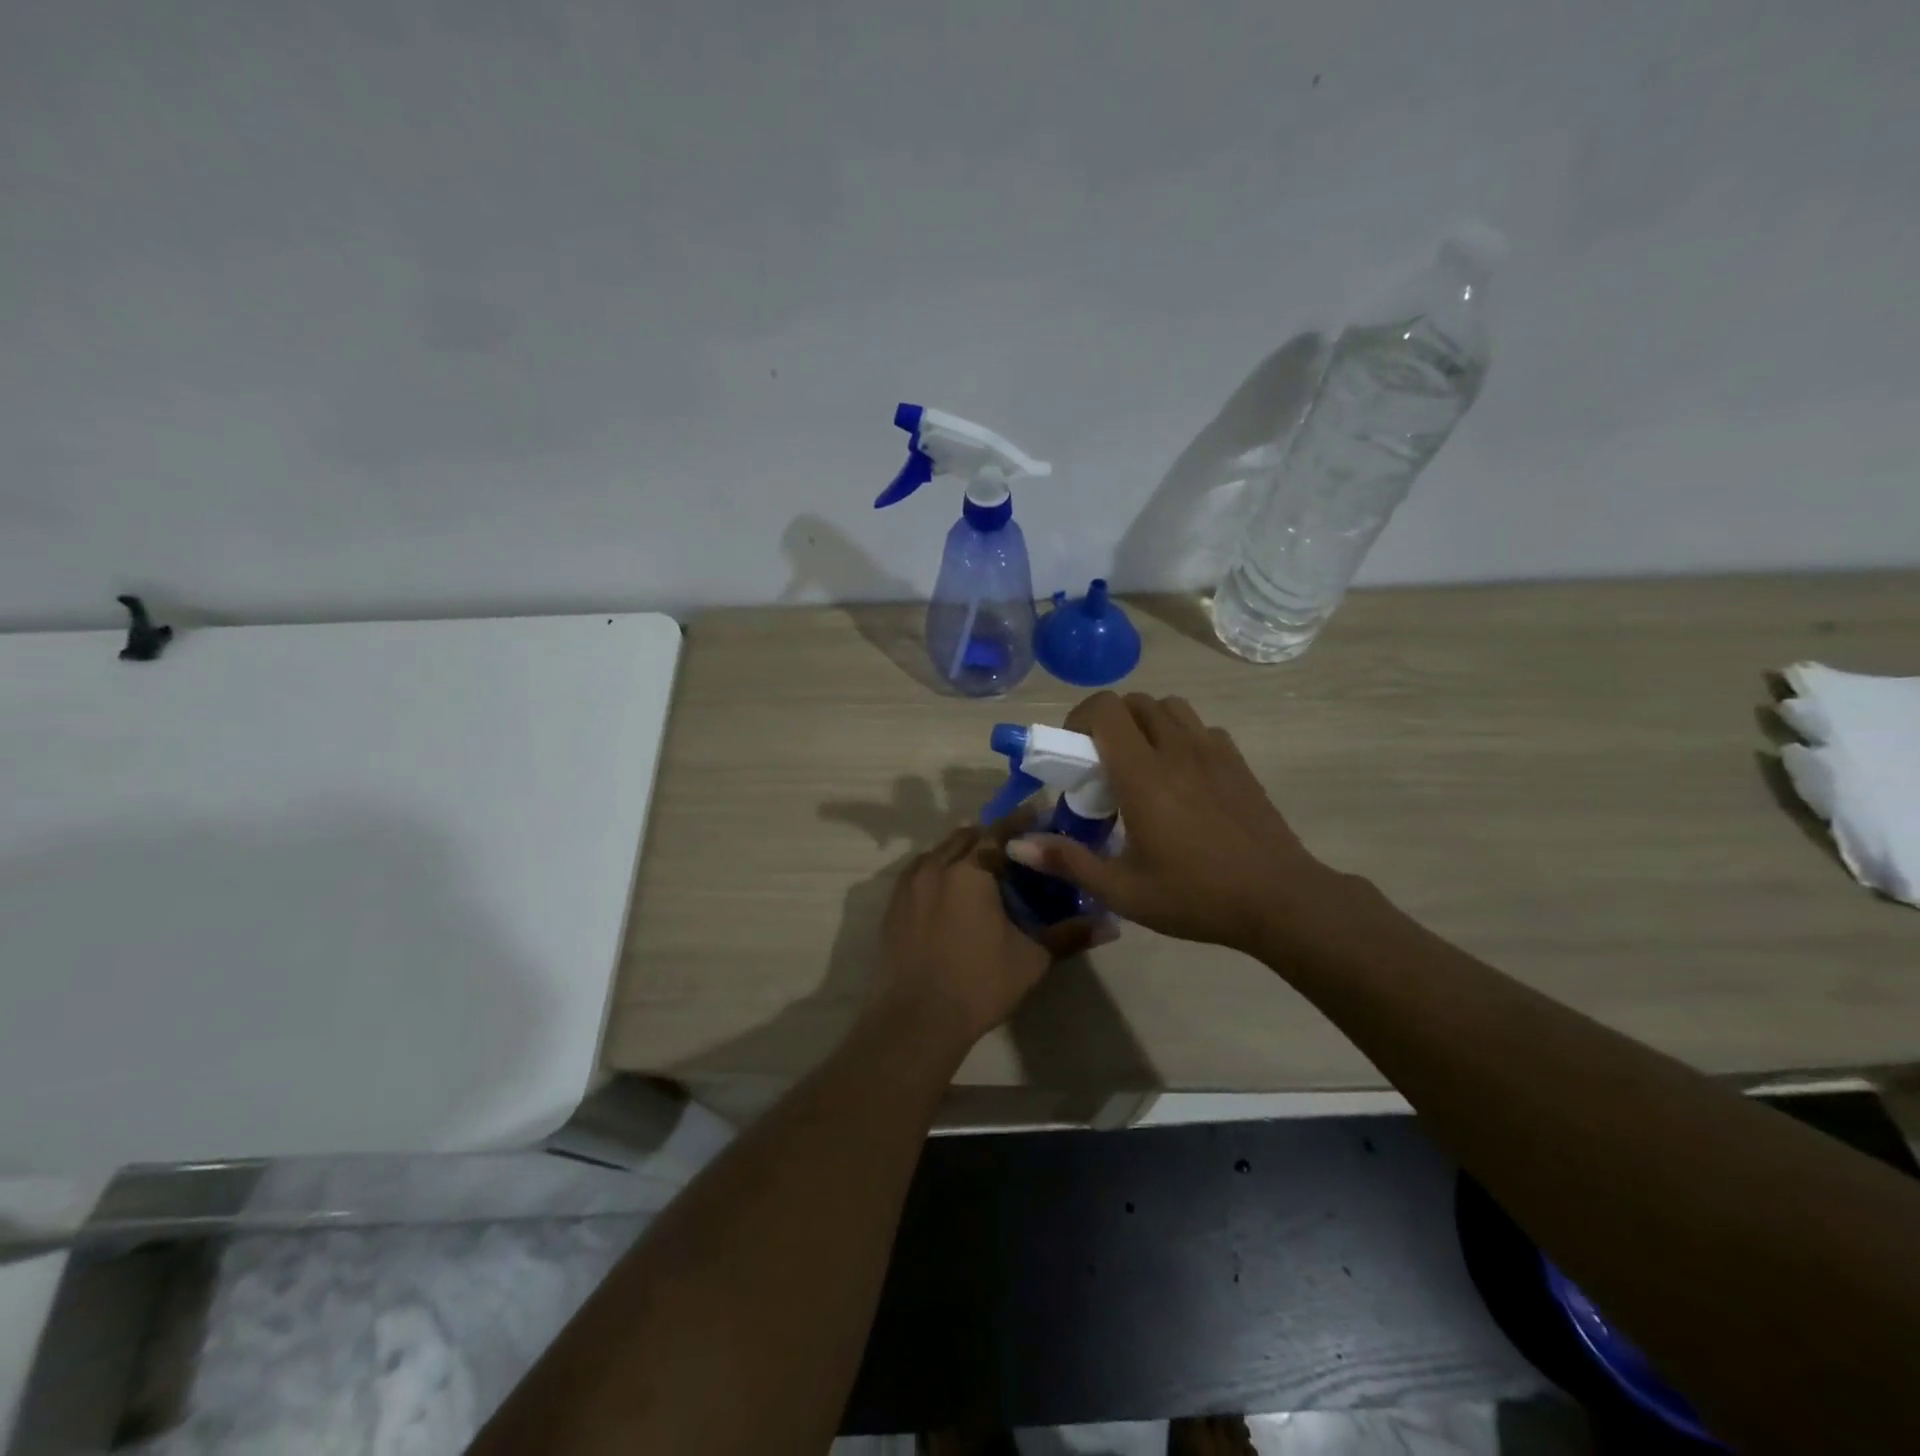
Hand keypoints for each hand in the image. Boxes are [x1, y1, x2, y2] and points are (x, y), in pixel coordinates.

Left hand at [869, 818, 1100, 1054]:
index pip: (998, 832)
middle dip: (990, 837)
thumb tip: (1111, 925)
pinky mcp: (893, 904)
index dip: (1019, 823)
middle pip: (966, 837)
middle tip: (1014, 851)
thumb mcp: (1031, 959)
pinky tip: (951, 893)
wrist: (917, 1019)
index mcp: (971, 871)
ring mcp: (909, 884)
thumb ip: (1069, 934)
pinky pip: (920, 872)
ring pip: (940, 852)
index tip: (1037, 818)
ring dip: (962, 852)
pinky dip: (939, 871)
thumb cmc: (979, 983)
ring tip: (983, 871)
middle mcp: (936, 866)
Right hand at [1006, 692, 1355, 955]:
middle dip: (1109, 721)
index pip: (1106, 709)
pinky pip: (1200, 728)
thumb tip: (1016, 844)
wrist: (1280, 900)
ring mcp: (1213, 751)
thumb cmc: (1195, 896)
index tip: (1072, 752)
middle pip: (1135, 702)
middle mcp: (1177, 750)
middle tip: (1101, 763)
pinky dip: (1180, 736)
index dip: (1080, 718)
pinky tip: (1181, 777)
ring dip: (1146, 723)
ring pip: (1170, 707)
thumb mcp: (1122, 890)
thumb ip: (1067, 861)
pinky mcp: (1237, 762)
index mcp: (1144, 775)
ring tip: (1140, 764)